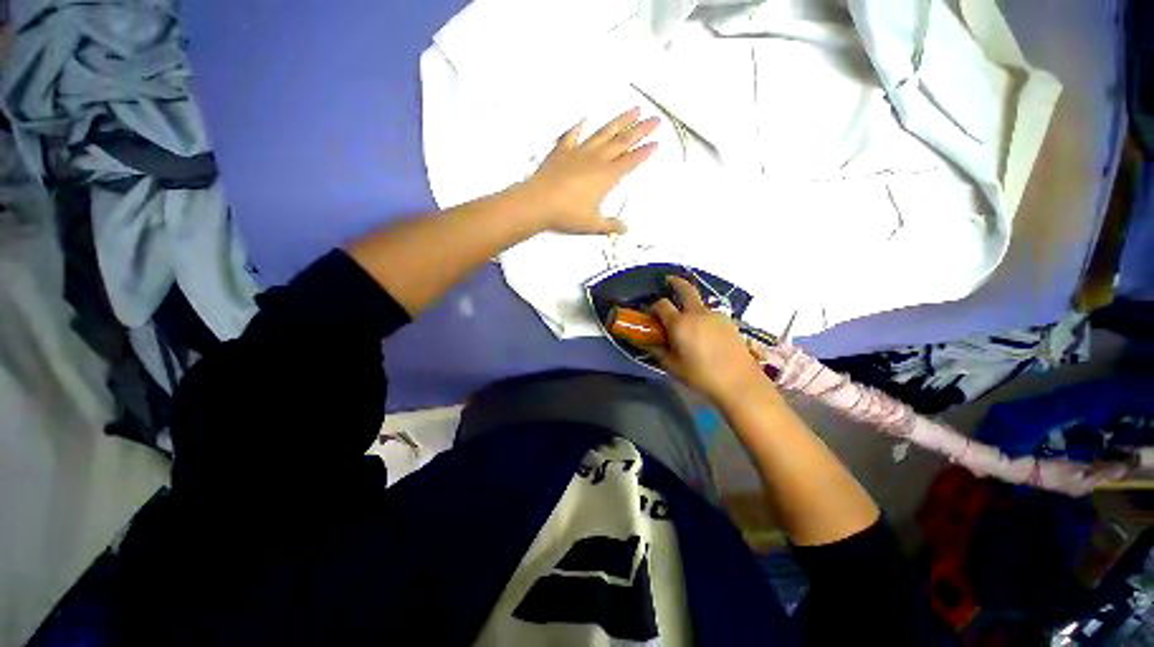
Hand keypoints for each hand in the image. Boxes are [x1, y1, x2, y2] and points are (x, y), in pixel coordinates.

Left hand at [519, 107, 658, 234]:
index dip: (645, 152)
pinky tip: (585, 119)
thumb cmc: (567, 215)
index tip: (656, 142)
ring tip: (633, 110)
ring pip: (603, 133)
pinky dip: (579, 126)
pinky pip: (573, 135)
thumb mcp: (592, 224)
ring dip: (619, 121)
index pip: (631, 161)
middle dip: (640, 130)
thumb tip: (625, 229)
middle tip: (654, 119)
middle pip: (622, 141)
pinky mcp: (562, 150)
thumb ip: (610, 225)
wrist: (538, 203)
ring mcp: (579, 152)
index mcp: (606, 177)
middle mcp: (596, 160)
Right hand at [649, 277, 769, 404]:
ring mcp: (716, 315)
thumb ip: (658, 350)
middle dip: (675, 282)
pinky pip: (711, 314)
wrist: (739, 382)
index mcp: (680, 323)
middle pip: (685, 289)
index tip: (651, 315)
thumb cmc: (700, 375)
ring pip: (699, 303)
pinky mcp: (729, 322)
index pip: (661, 305)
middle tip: (668, 281)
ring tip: (688, 323)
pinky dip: (703, 317)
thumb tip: (647, 341)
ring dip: (690, 305)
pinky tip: (705, 334)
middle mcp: (697, 313)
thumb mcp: (673, 366)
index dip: (654, 307)